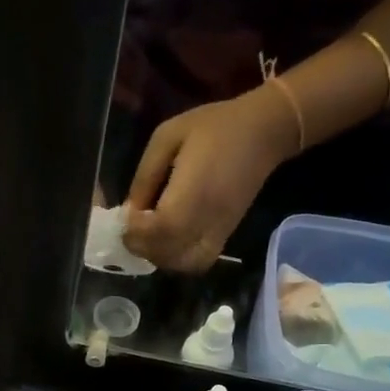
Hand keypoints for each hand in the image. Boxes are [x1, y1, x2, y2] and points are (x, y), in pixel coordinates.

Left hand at [122, 88, 299, 271]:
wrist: (264, 132)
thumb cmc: (214, 126)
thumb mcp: (168, 136)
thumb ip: (146, 175)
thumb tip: (129, 210)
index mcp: (192, 191)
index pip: (160, 229)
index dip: (136, 229)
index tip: (124, 217)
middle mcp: (206, 218)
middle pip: (168, 252)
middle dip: (141, 245)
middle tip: (131, 227)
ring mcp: (219, 231)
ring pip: (182, 264)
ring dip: (159, 256)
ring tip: (148, 235)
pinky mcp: (225, 235)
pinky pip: (199, 262)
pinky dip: (179, 261)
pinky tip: (168, 242)